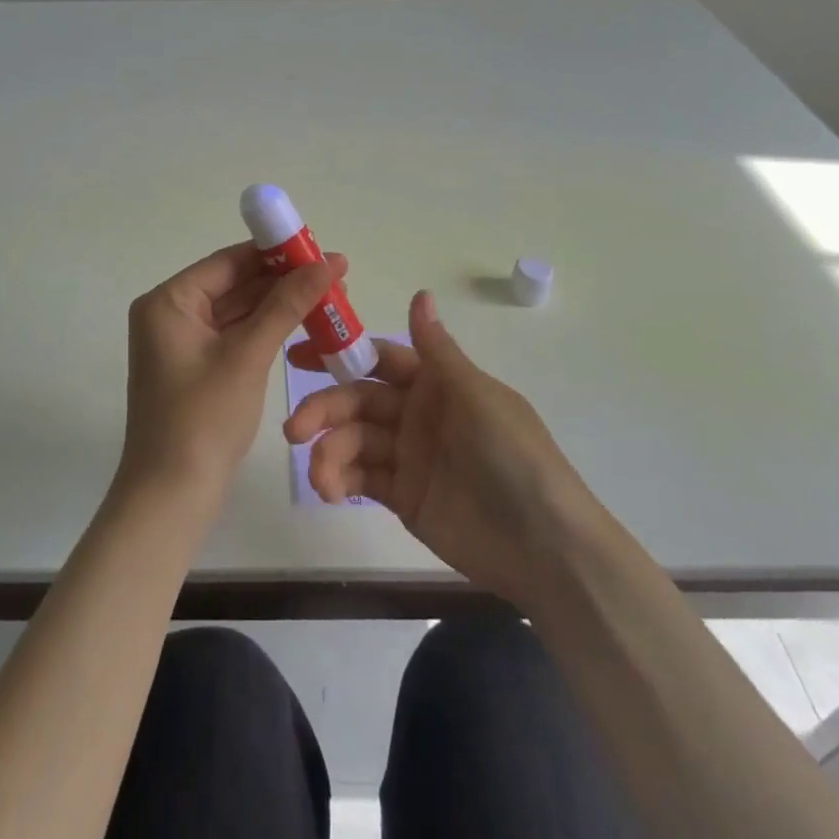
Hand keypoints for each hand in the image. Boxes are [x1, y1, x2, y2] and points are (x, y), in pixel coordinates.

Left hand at [121, 241, 345, 507]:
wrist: (172, 496)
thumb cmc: (204, 418)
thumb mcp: (248, 355)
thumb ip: (288, 304)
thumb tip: (329, 261)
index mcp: (169, 301)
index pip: (229, 262)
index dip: (276, 252)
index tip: (320, 248)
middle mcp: (170, 314)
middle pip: (234, 283)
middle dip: (283, 280)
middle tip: (335, 274)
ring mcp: (183, 342)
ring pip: (239, 310)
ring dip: (280, 305)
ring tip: (330, 296)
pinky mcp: (198, 367)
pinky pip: (236, 335)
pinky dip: (267, 330)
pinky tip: (304, 323)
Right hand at [284, 290, 600, 606]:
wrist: (545, 546)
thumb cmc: (513, 456)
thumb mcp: (475, 396)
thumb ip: (437, 350)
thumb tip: (420, 292)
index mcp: (437, 384)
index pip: (378, 360)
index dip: (340, 354)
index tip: (298, 354)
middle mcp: (417, 414)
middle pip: (358, 402)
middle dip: (324, 410)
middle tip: (294, 429)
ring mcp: (409, 457)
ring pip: (354, 442)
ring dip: (329, 453)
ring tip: (319, 477)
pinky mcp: (403, 497)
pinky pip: (362, 480)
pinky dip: (340, 481)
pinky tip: (330, 491)